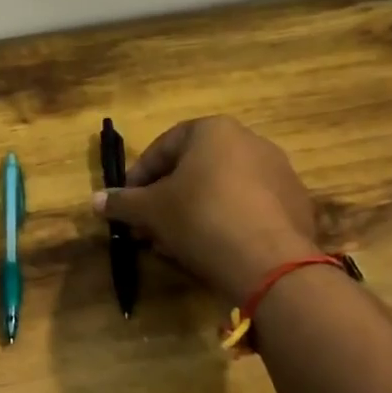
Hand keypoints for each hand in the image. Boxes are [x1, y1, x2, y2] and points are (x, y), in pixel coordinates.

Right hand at [92, 116, 318, 301]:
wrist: (269, 262)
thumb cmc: (200, 218)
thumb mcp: (150, 210)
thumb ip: (122, 202)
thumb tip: (95, 200)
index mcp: (213, 130)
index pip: (163, 147)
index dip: (138, 177)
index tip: (126, 203)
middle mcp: (250, 141)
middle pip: (194, 168)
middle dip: (166, 197)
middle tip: (148, 225)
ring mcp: (279, 172)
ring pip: (221, 189)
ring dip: (194, 211)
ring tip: (176, 242)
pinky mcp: (296, 204)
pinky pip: (249, 208)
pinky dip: (226, 222)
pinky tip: (211, 248)